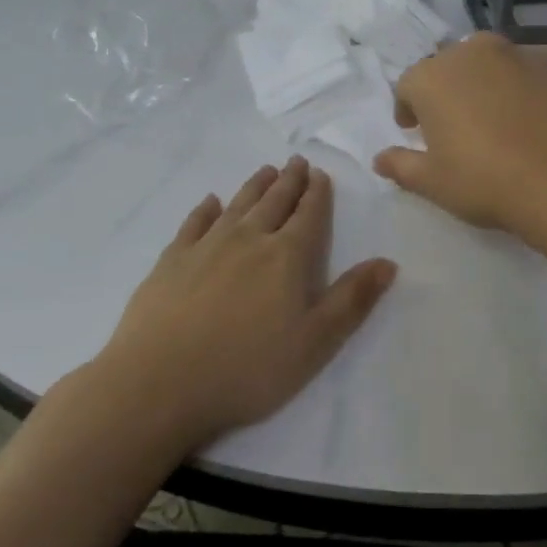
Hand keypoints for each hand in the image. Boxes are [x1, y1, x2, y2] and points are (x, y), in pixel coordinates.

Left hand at [96, 156, 395, 450]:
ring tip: (266, 171)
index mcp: (287, 257)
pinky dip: (205, 209)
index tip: (320, 175)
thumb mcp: (315, 343)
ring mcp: (205, 247)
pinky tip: (210, 202)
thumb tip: (388, 262)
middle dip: (289, 181)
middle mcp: (249, 239)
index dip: (317, 194)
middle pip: (274, 202)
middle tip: (296, 162)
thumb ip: (352, 300)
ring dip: (254, 186)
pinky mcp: (171, 261)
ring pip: (237, 205)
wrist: (158, 385)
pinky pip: (193, 223)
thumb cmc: (247, 369)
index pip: (309, 215)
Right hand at [372, 32, 546, 232]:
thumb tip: (379, 159)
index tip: (415, 131)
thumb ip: (401, 165)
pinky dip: (523, 86)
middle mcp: (471, 53)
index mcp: (432, 77)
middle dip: (447, 91)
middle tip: (456, 125)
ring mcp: (516, 54)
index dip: (408, 109)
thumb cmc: (485, 181)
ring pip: (490, 62)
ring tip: (495, 117)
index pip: (408, 86)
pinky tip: (532, 116)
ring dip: (485, 82)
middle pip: (449, 67)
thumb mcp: (432, 183)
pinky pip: (527, 71)